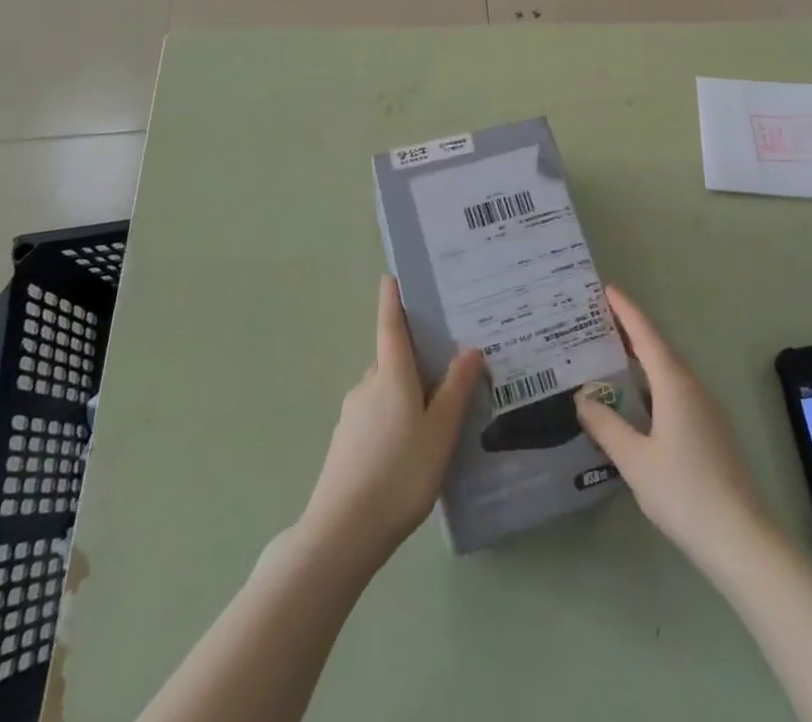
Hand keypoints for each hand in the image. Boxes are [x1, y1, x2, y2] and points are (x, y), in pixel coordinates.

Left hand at [301, 276, 484, 564]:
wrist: (342, 533)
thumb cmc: (400, 473)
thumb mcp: (440, 432)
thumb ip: (456, 390)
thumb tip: (469, 349)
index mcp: (391, 374)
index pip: (390, 325)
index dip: (392, 300)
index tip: (391, 277)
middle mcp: (367, 385)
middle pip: (391, 358)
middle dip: (414, 355)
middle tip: (446, 360)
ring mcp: (352, 415)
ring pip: (384, 389)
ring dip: (405, 390)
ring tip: (436, 410)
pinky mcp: (345, 444)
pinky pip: (375, 415)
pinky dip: (393, 416)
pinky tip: (410, 446)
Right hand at [576, 286, 770, 569]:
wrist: (740, 537)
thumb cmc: (683, 492)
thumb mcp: (634, 460)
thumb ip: (606, 427)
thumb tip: (582, 399)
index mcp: (674, 384)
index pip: (646, 335)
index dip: (626, 310)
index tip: (608, 289)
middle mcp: (693, 387)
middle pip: (660, 349)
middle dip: (632, 331)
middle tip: (602, 320)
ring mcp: (707, 410)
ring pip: (670, 372)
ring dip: (644, 359)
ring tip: (614, 357)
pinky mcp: (712, 432)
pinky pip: (677, 392)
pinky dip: (654, 384)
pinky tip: (639, 403)